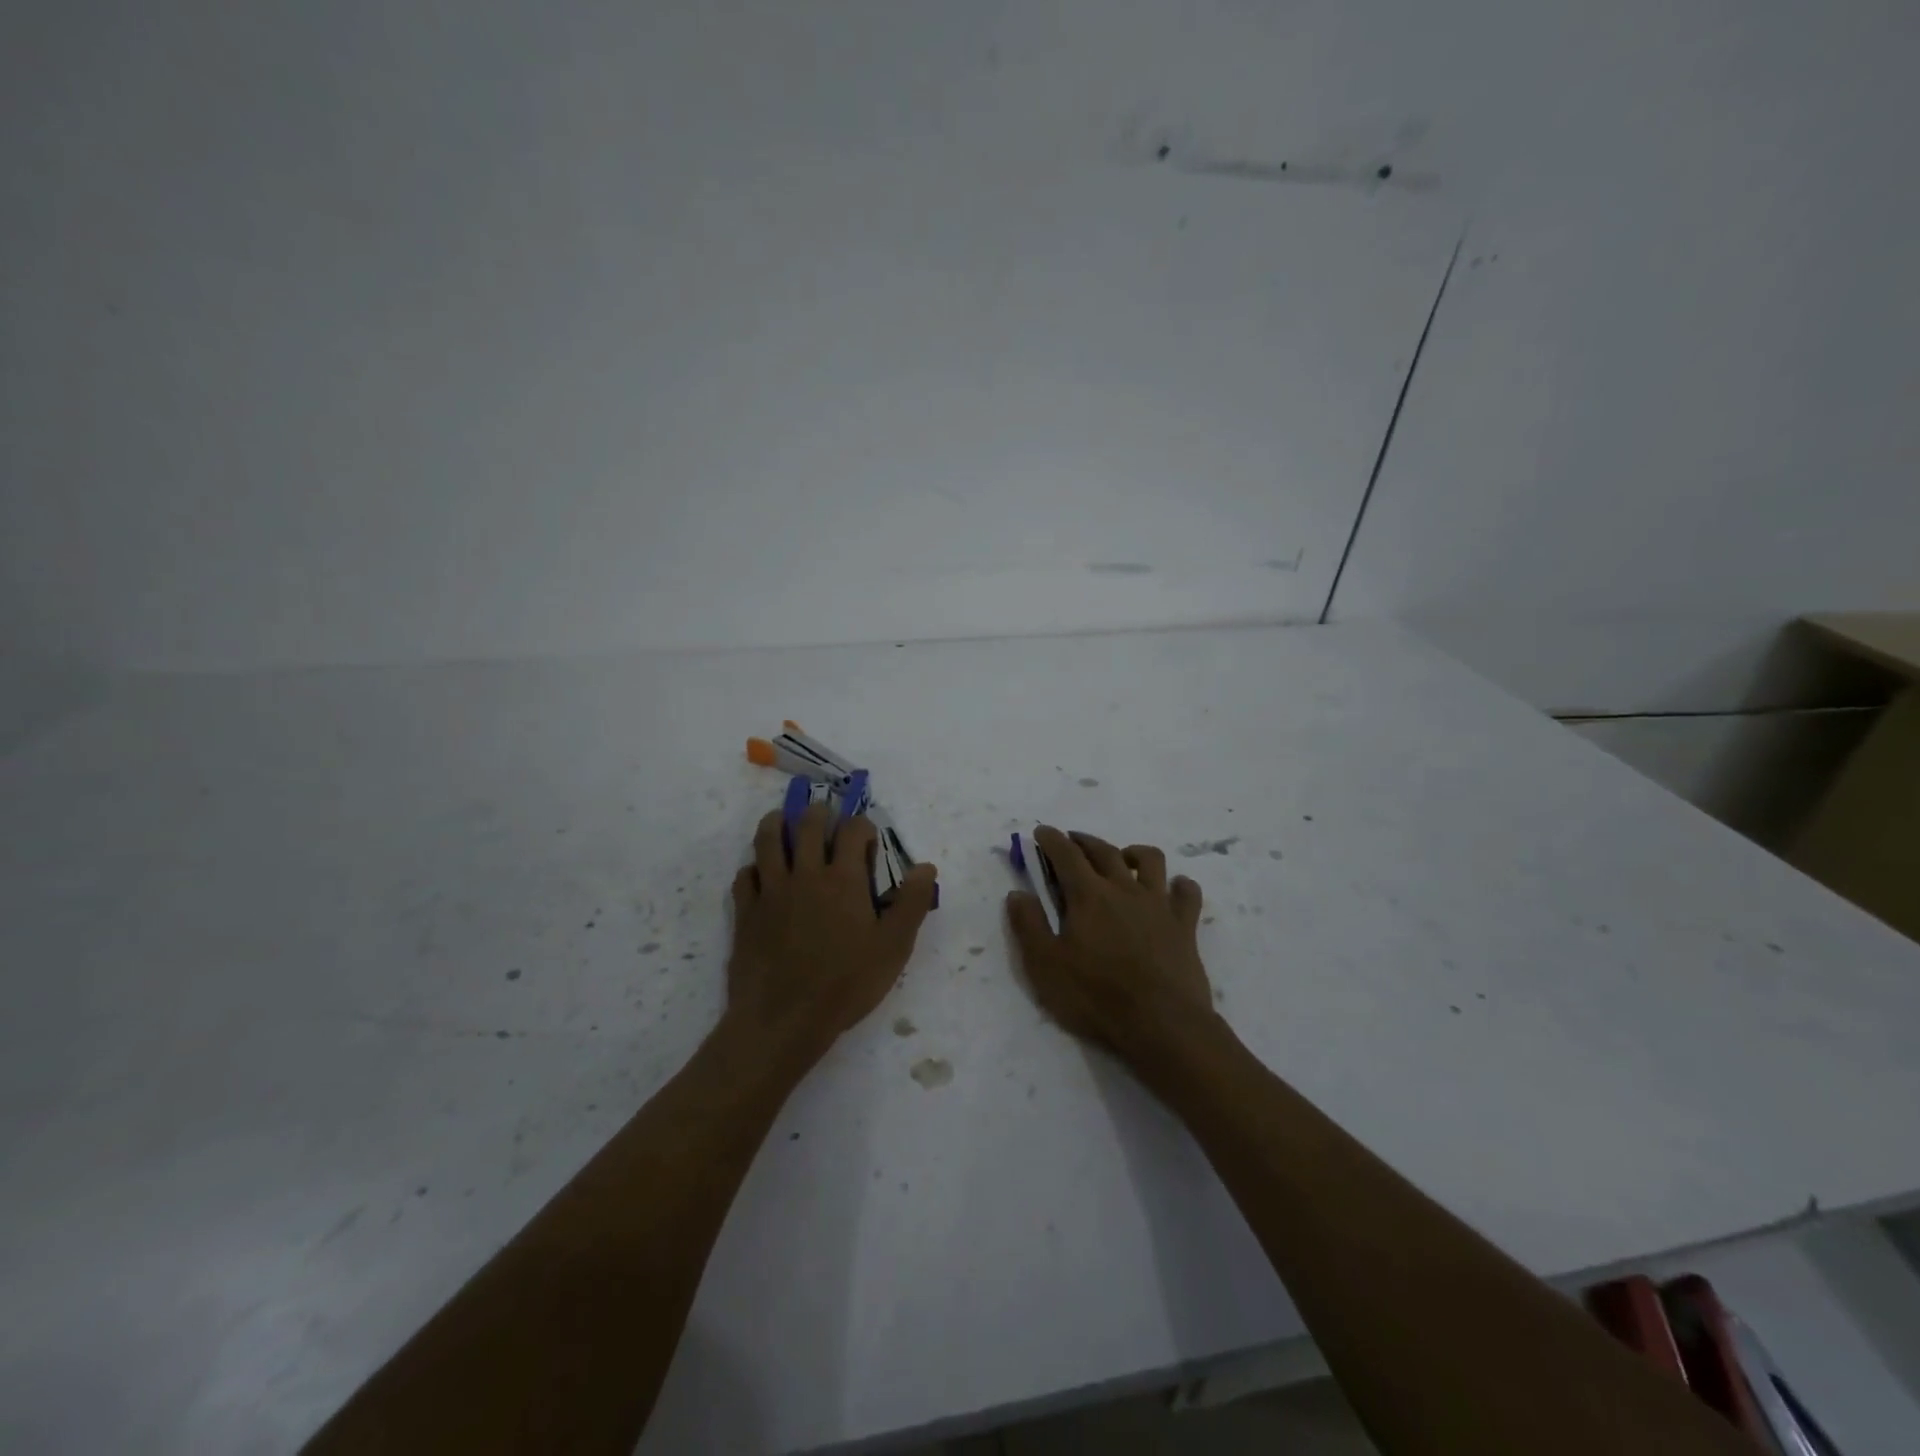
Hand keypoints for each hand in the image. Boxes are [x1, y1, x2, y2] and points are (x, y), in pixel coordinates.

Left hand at [726, 803, 938, 1066]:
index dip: (862, 826)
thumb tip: (926, 866)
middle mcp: (805, 874)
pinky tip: (759, 873)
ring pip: (768, 840)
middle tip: (824, 816)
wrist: (783, 1020)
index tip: (868, 838)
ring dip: (777, 823)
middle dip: (819, 813)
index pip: (853, 830)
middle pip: (807, 825)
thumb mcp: (893, 947)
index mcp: (842, 879)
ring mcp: (771, 891)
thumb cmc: (846, 984)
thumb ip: (911, 903)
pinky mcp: (746, 912)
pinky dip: (752, 867)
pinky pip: (744, 876)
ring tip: (783, 820)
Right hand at [1006, 827, 1215, 1061]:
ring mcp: (1159, 905)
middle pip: (1104, 850)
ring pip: (1150, 860)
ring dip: (1133, 852)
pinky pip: (1187, 893)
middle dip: (1084, 840)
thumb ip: (1029, 925)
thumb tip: (1017, 893)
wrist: (1161, 1024)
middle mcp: (1124, 889)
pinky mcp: (1185, 925)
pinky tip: (1172, 890)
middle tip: (1072, 841)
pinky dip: (1179, 885)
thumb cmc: (1096, 997)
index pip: (1066, 854)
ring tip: (1123, 860)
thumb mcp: (1045, 966)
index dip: (1052, 839)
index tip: (1042, 831)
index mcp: (1089, 896)